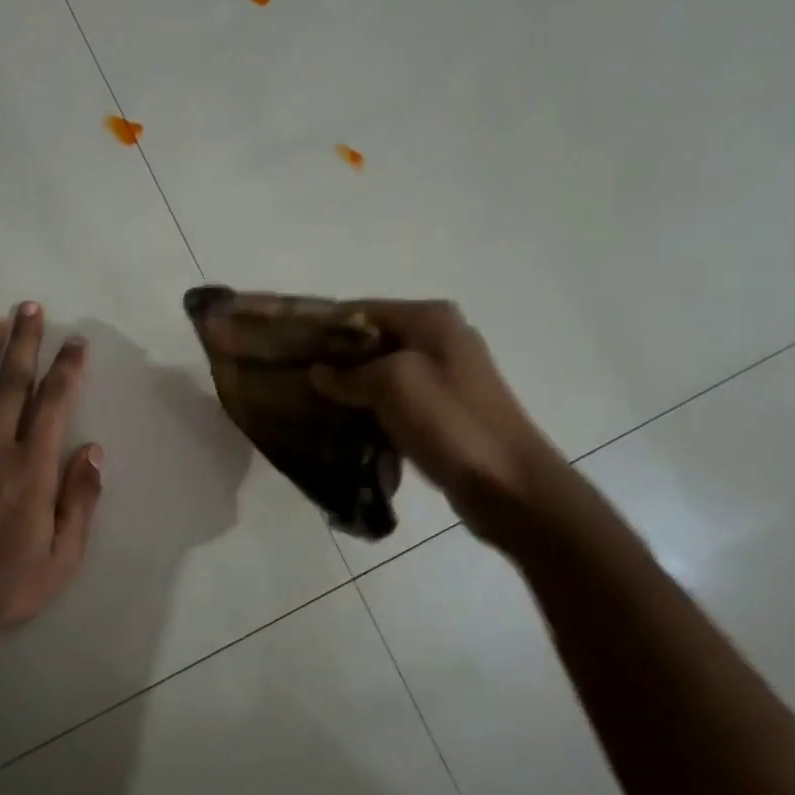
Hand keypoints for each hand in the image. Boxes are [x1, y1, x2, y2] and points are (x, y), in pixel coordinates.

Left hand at [0, 303, 104, 639]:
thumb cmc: (9, 585)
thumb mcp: (64, 555)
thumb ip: (81, 500)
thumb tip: (93, 450)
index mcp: (31, 468)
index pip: (53, 403)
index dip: (66, 368)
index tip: (74, 341)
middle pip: (11, 384)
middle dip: (24, 343)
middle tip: (30, 308)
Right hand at [310, 300, 561, 546]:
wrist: (508, 485)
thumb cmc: (451, 423)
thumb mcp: (394, 384)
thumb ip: (350, 373)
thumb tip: (318, 373)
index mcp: (431, 320)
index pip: (362, 310)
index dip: (323, 327)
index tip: (286, 348)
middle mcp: (440, 339)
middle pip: (372, 341)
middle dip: (334, 359)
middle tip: (293, 380)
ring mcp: (445, 377)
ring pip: (382, 373)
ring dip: (350, 388)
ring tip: (310, 404)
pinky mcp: (444, 411)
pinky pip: (396, 401)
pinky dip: (371, 410)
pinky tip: (343, 426)